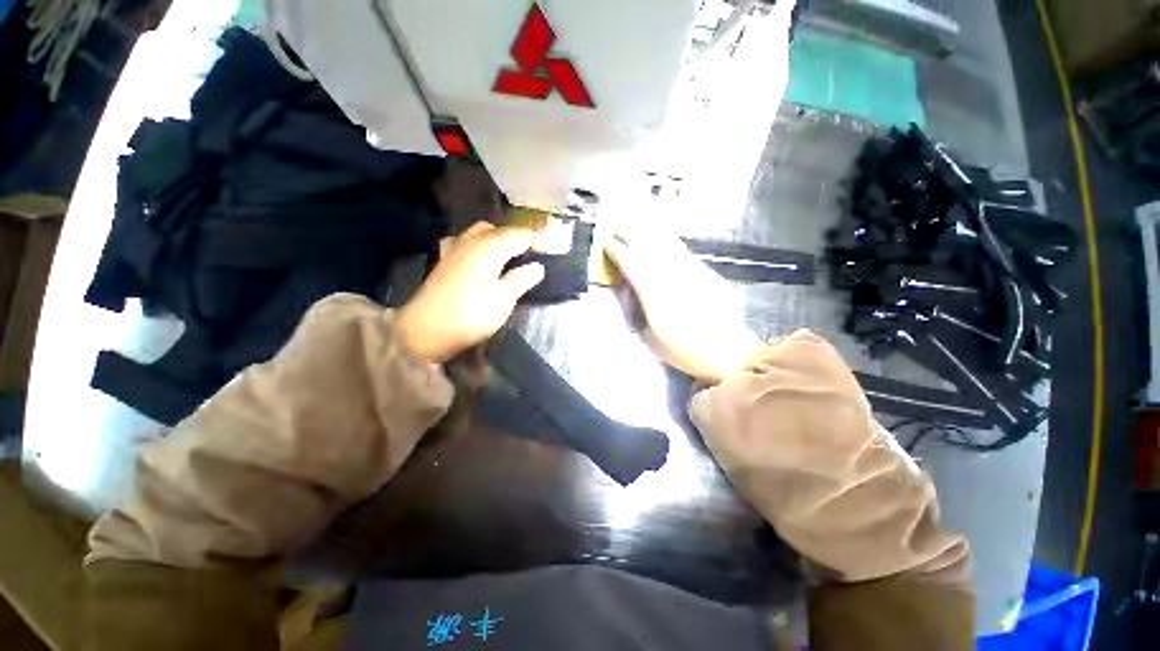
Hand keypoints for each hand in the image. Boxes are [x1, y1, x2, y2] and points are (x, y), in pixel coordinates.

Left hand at [396, 222, 544, 362]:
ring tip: (507, 254)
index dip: (540, 240)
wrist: (423, 330)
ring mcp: (454, 250)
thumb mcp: (501, 301)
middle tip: (532, 252)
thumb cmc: (467, 315)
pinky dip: (476, 245)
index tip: (556, 248)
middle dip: (517, 236)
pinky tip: (476, 257)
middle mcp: (471, 240)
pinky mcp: (443, 263)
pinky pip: (463, 243)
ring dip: (496, 238)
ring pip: (479, 233)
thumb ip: (520, 280)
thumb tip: (537, 266)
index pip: (521, 234)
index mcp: (490, 246)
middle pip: (499, 229)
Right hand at [606, 231, 764, 383]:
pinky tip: (661, 238)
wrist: (725, 349)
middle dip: (628, 231)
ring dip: (647, 230)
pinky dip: (666, 239)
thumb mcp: (649, 335)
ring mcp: (688, 266)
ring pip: (664, 239)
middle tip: (615, 227)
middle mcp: (669, 270)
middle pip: (645, 241)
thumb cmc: (683, 349)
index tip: (604, 242)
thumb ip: (635, 308)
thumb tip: (627, 288)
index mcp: (652, 288)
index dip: (614, 248)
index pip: (628, 259)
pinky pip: (680, 247)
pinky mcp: (703, 268)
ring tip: (634, 223)